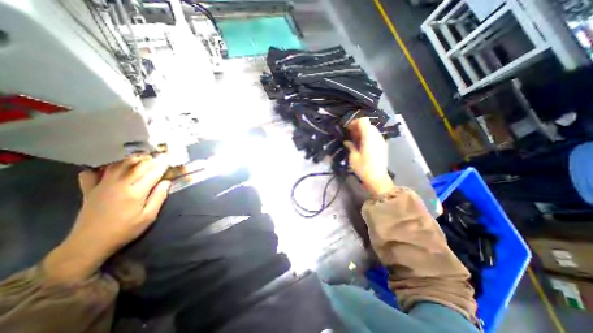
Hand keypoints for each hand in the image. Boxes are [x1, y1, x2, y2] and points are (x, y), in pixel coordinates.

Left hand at [43, 154, 168, 282]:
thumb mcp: (149, 216)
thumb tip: (167, 182)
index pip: (152, 174)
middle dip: (150, 160)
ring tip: (140, 157)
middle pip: (137, 167)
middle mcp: (119, 185)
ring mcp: (102, 186)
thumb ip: (158, 197)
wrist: (89, 243)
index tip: (168, 160)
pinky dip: (100, 167)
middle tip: (158, 156)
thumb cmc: (125, 230)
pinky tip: (108, 167)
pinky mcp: (89, 190)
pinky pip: (92, 173)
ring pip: (118, 166)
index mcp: (135, 192)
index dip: (162, 166)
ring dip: (131, 159)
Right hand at [343, 117, 391, 195]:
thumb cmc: (363, 168)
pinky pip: (375, 136)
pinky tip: (363, 146)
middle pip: (368, 124)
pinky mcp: (383, 146)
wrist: (377, 179)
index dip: (354, 123)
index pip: (363, 121)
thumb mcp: (353, 157)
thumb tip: (347, 142)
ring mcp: (381, 141)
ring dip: (363, 132)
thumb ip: (350, 146)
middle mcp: (377, 136)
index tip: (348, 129)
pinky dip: (368, 137)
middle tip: (350, 135)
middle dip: (358, 127)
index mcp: (369, 136)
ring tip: (356, 141)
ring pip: (372, 130)